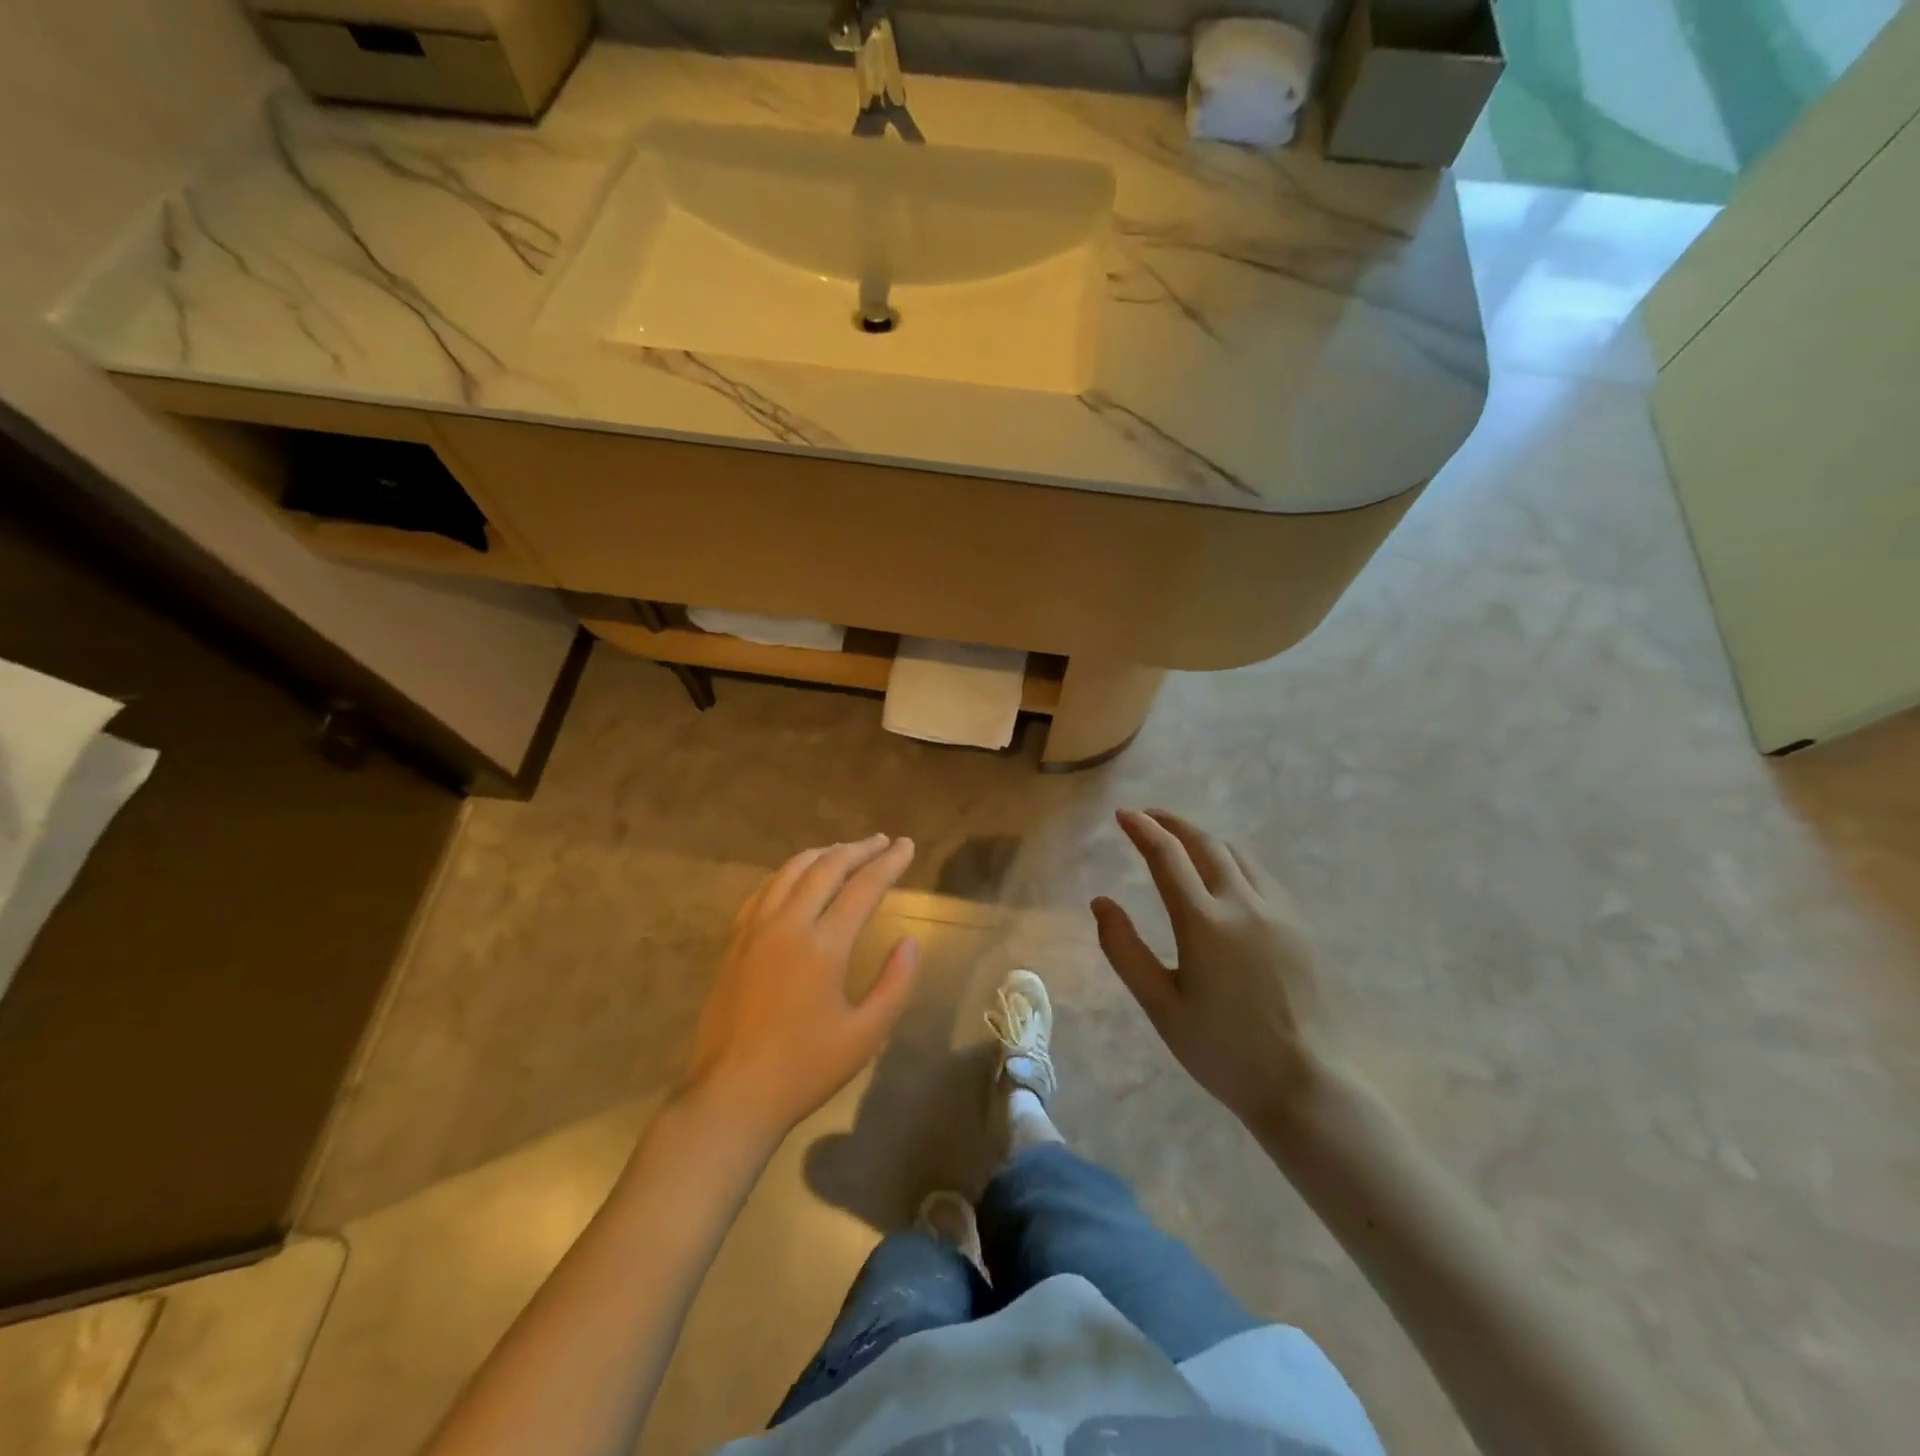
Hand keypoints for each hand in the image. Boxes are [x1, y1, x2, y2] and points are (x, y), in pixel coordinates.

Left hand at [682, 835, 919, 1139]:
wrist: (732, 1094)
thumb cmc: (805, 1069)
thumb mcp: (865, 1034)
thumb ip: (895, 983)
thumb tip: (910, 940)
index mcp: (823, 945)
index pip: (864, 886)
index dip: (889, 862)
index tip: (906, 845)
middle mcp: (788, 924)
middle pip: (826, 868)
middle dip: (858, 849)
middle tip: (882, 840)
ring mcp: (755, 929)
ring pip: (791, 871)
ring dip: (823, 854)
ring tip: (845, 850)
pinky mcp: (734, 941)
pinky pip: (764, 889)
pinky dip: (788, 872)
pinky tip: (797, 877)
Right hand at [1093, 809, 1328, 1126]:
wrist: (1302, 1083)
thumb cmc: (1222, 1049)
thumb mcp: (1160, 1005)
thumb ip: (1124, 950)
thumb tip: (1100, 903)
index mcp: (1204, 922)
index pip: (1167, 857)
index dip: (1142, 829)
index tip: (1123, 814)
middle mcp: (1243, 904)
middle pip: (1205, 843)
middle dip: (1172, 823)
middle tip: (1148, 817)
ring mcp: (1277, 912)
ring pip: (1237, 854)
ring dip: (1203, 838)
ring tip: (1180, 840)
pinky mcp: (1298, 926)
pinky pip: (1260, 875)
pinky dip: (1232, 859)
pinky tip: (1223, 873)